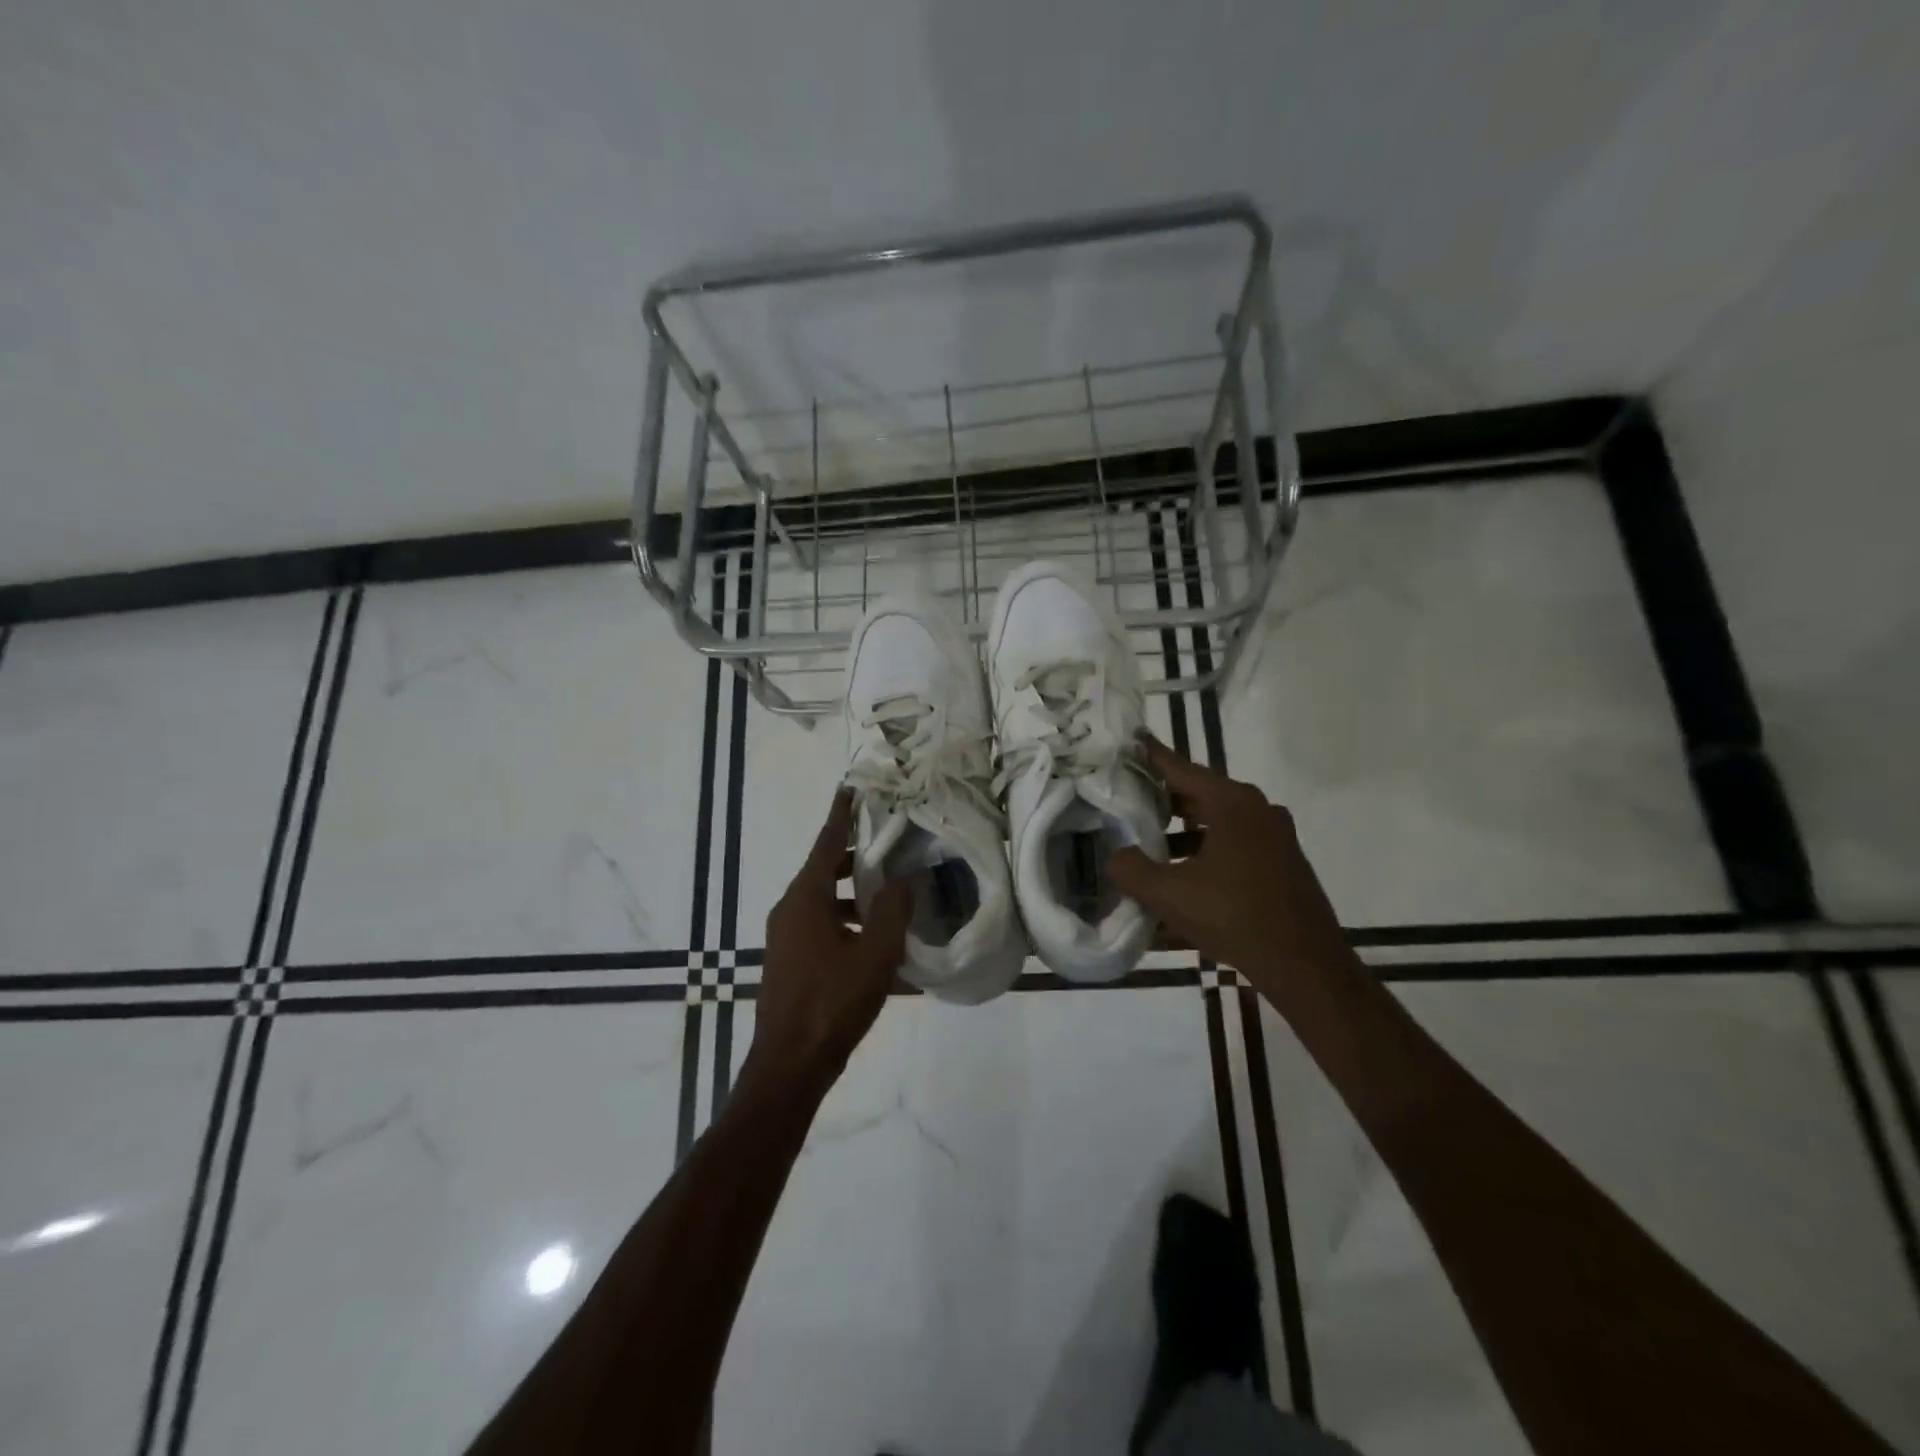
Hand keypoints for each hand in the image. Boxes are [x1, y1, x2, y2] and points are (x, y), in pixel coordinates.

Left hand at [750, 788, 911, 1090]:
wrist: (789, 1065)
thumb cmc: (832, 1002)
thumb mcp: (874, 954)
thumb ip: (892, 910)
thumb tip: (905, 879)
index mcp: (805, 898)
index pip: (826, 842)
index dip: (841, 815)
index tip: (851, 788)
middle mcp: (790, 910)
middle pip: (824, 869)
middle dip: (855, 855)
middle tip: (889, 843)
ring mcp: (786, 937)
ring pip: (823, 900)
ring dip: (853, 893)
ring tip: (891, 893)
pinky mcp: (790, 961)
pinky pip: (821, 926)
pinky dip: (846, 921)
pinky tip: (875, 941)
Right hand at [1109, 738, 1351, 1000]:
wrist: (1305, 965)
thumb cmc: (1234, 917)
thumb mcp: (1170, 894)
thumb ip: (1132, 870)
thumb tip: (1115, 857)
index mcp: (1233, 804)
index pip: (1182, 769)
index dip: (1153, 757)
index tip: (1132, 741)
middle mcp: (1258, 810)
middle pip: (1201, 795)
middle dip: (1165, 800)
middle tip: (1130, 801)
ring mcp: (1276, 837)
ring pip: (1218, 823)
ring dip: (1184, 832)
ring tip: (1151, 847)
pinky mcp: (1283, 864)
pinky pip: (1235, 846)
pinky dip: (1206, 852)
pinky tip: (1184, 880)